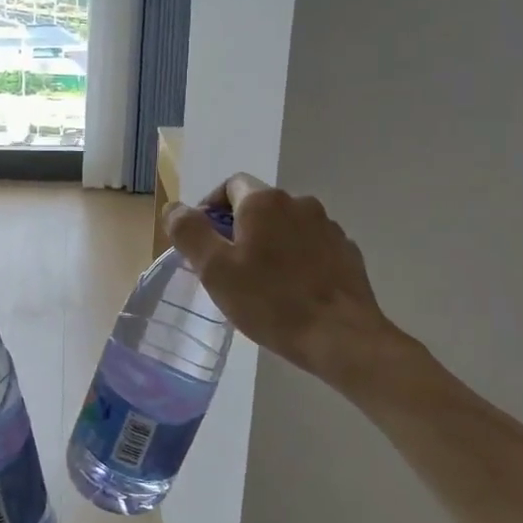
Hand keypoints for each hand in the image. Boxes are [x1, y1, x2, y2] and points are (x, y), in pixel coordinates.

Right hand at [163, 174, 404, 386]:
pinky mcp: (346, 252)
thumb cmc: (270, 301)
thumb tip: (175, 208)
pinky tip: (291, 291)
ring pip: (286, 227)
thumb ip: (189, 232)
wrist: (341, 336)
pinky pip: (310, 246)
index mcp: (264, 202)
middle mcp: (299, 203)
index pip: (230, 185)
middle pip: (258, 206)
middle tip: (226, 267)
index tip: (202, 240)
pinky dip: (295, 259)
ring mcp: (328, 227)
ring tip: (260, 282)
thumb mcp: (214, 269)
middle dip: (238, 229)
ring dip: (269, 244)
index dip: (210, 207)